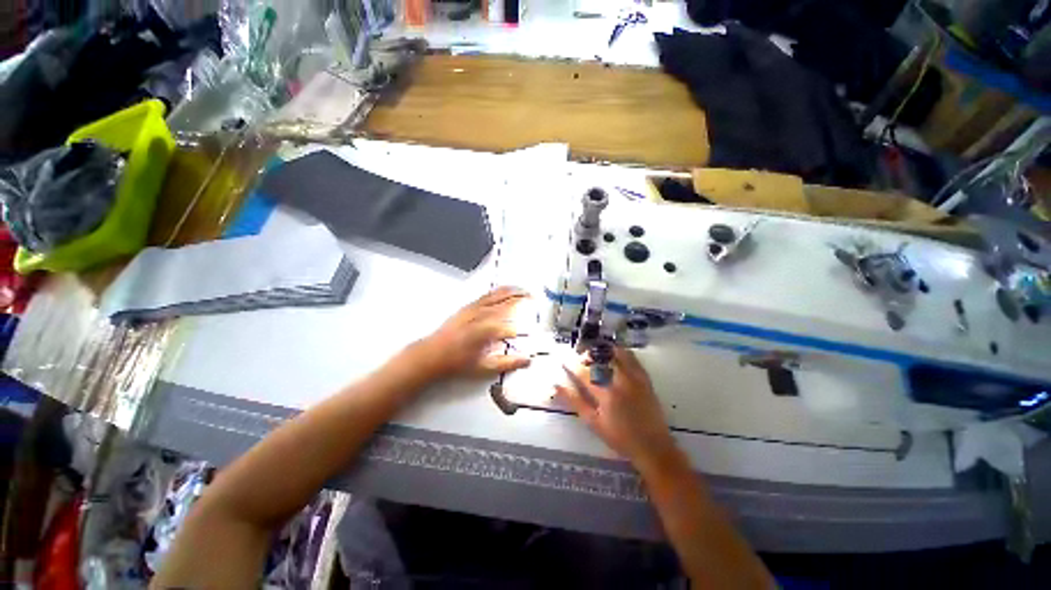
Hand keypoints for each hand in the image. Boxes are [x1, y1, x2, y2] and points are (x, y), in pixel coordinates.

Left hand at [410, 286, 531, 379]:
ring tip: (524, 289)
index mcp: (489, 329)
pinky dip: (499, 290)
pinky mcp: (469, 306)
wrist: (433, 353)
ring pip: (498, 294)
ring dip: (512, 290)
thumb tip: (528, 360)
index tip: (533, 329)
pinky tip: (504, 290)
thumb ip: (508, 363)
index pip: (513, 326)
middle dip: (522, 298)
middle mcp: (484, 314)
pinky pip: (488, 294)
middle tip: (534, 297)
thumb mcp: (485, 367)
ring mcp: (476, 308)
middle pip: (507, 302)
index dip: (524, 329)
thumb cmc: (459, 362)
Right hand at [556, 347, 678, 470]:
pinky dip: (621, 353)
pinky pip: (633, 358)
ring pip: (616, 354)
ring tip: (595, 354)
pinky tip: (614, 353)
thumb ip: (575, 402)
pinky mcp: (645, 378)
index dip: (572, 366)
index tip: (564, 362)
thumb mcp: (593, 422)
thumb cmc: (620, 438)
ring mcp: (634, 378)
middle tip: (580, 357)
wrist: (653, 446)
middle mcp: (620, 381)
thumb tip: (556, 387)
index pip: (584, 373)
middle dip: (587, 355)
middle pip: (600, 359)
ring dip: (603, 351)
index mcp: (605, 393)